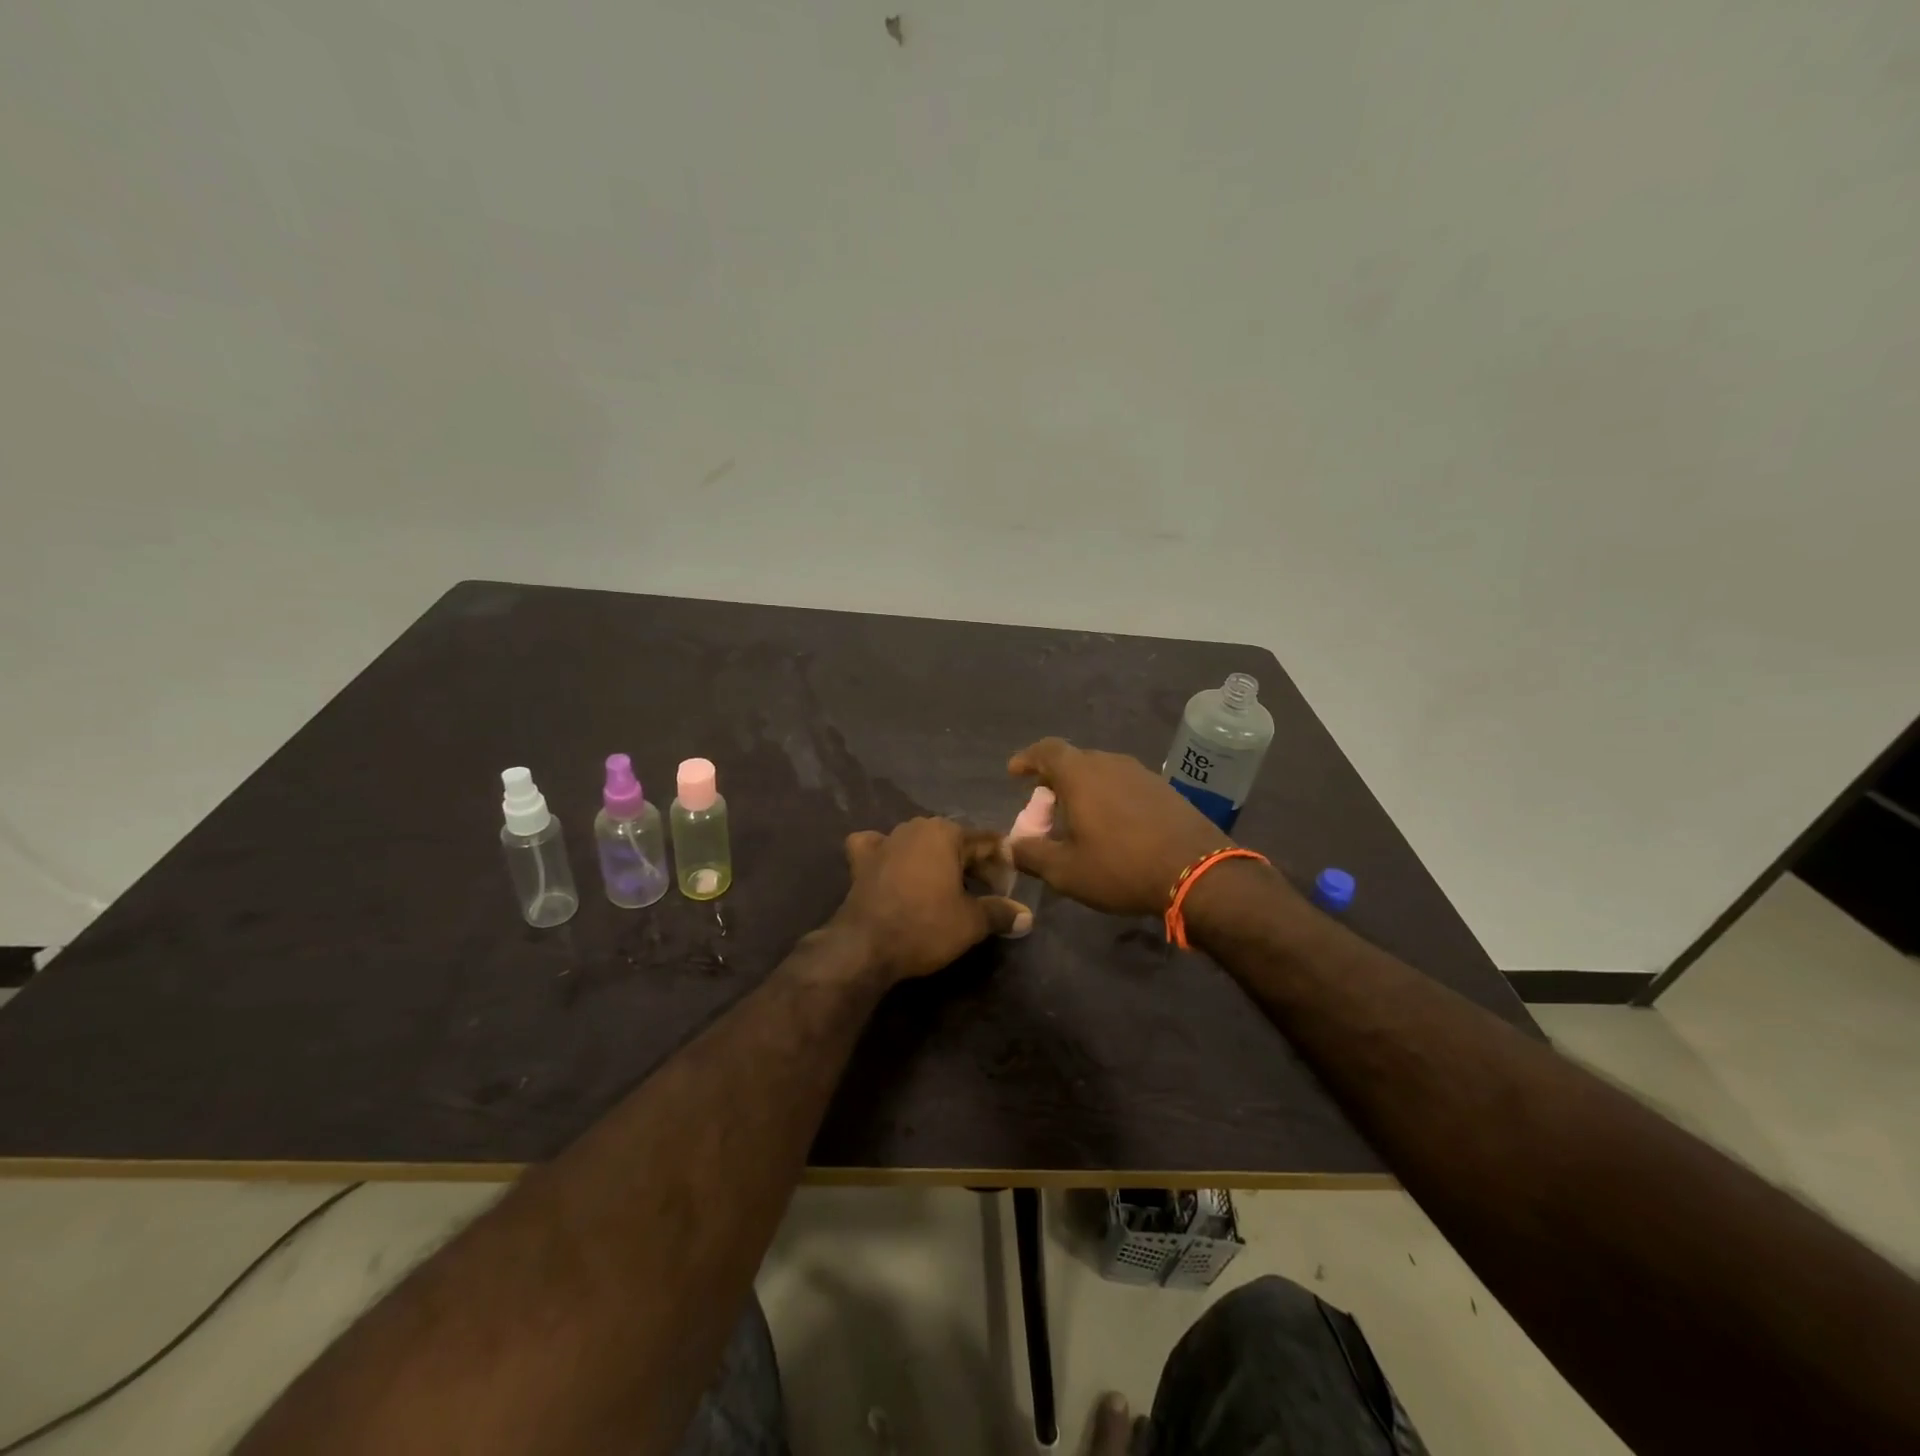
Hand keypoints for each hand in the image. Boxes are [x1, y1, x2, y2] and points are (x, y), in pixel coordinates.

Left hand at [829, 818, 1027, 981]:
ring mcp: (885, 840)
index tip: (1010, 891)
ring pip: (920, 844)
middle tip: (986, 894)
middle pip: (954, 842)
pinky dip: (888, 855)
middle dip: (973, 864)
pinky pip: (879, 848)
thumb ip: (1001, 913)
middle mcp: (915, 827)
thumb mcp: (972, 922)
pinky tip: (892, 867)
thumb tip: (1027, 916)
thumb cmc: (925, 926)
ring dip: (936, 861)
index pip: (987, 843)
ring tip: (948, 889)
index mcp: (945, 832)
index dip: (1003, 866)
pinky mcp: (861, 859)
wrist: (865, 946)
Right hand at [1006, 738, 1229, 915]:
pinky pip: (1125, 784)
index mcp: (1081, 774)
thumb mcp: (1065, 871)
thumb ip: (1031, 854)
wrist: (1199, 873)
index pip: (1046, 750)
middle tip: (1046, 806)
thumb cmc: (1121, 868)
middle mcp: (1110, 763)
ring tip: (1078, 817)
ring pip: (1102, 771)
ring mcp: (1142, 773)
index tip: (1015, 773)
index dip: (1027, 758)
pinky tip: (1113, 825)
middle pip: (1074, 760)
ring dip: (1084, 789)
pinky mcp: (1165, 789)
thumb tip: (1010, 845)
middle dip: (1054, 779)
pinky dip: (1109, 797)